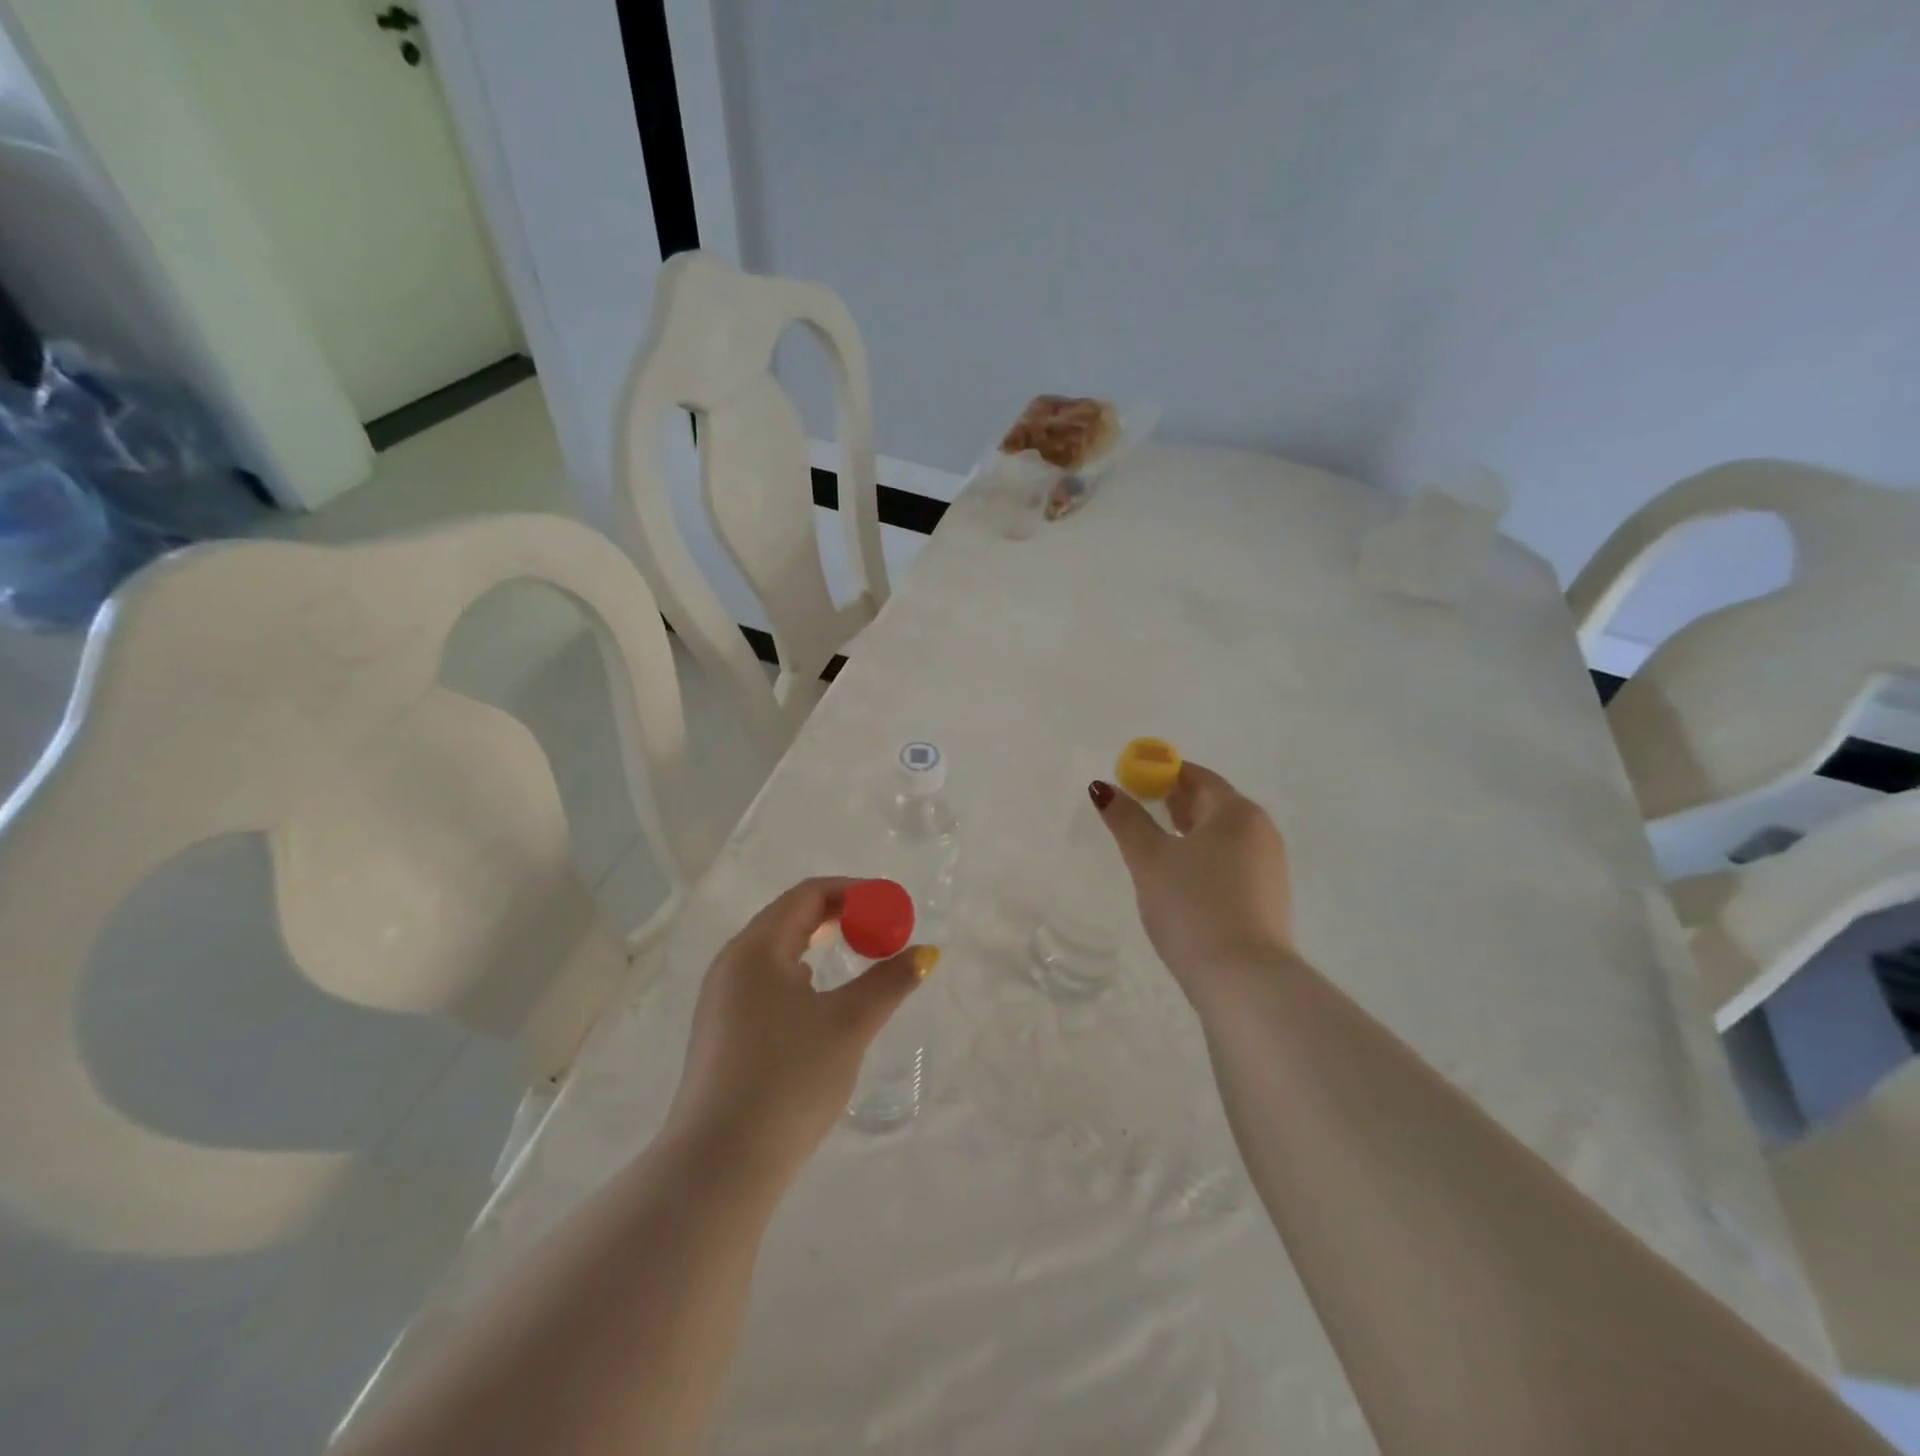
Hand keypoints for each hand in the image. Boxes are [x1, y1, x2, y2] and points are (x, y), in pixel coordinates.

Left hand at [663, 878, 937, 1181]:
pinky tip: (820, 1000)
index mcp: (756, 949)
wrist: (719, 1168)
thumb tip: (925, 954)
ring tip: (858, 957)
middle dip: (840, 916)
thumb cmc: (788, 1080)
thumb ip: (889, 982)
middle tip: (881, 930)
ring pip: (777, 952)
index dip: (855, 892)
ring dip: (820, 944)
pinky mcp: (722, 1032)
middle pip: (790, 917)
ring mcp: (722, 1000)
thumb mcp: (849, 1025)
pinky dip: (801, 974)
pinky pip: (767, 981)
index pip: (808, 895)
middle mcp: (732, 964)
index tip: (892, 907)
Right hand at [1091, 762, 1294, 1013]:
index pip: (1196, 776)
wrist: (1242, 978)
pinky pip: (1230, 860)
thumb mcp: (1149, 859)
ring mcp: (1268, 865)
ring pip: (1222, 834)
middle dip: (1174, 801)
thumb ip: (1126, 819)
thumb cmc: (1192, 905)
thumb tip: (1102, 788)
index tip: (1131, 782)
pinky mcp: (1267, 896)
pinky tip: (1181, 878)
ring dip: (1188, 831)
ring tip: (1154, 844)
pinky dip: (1204, 856)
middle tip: (1138, 810)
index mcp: (1236, 812)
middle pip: (1212, 802)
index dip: (1161, 773)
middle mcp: (1260, 831)